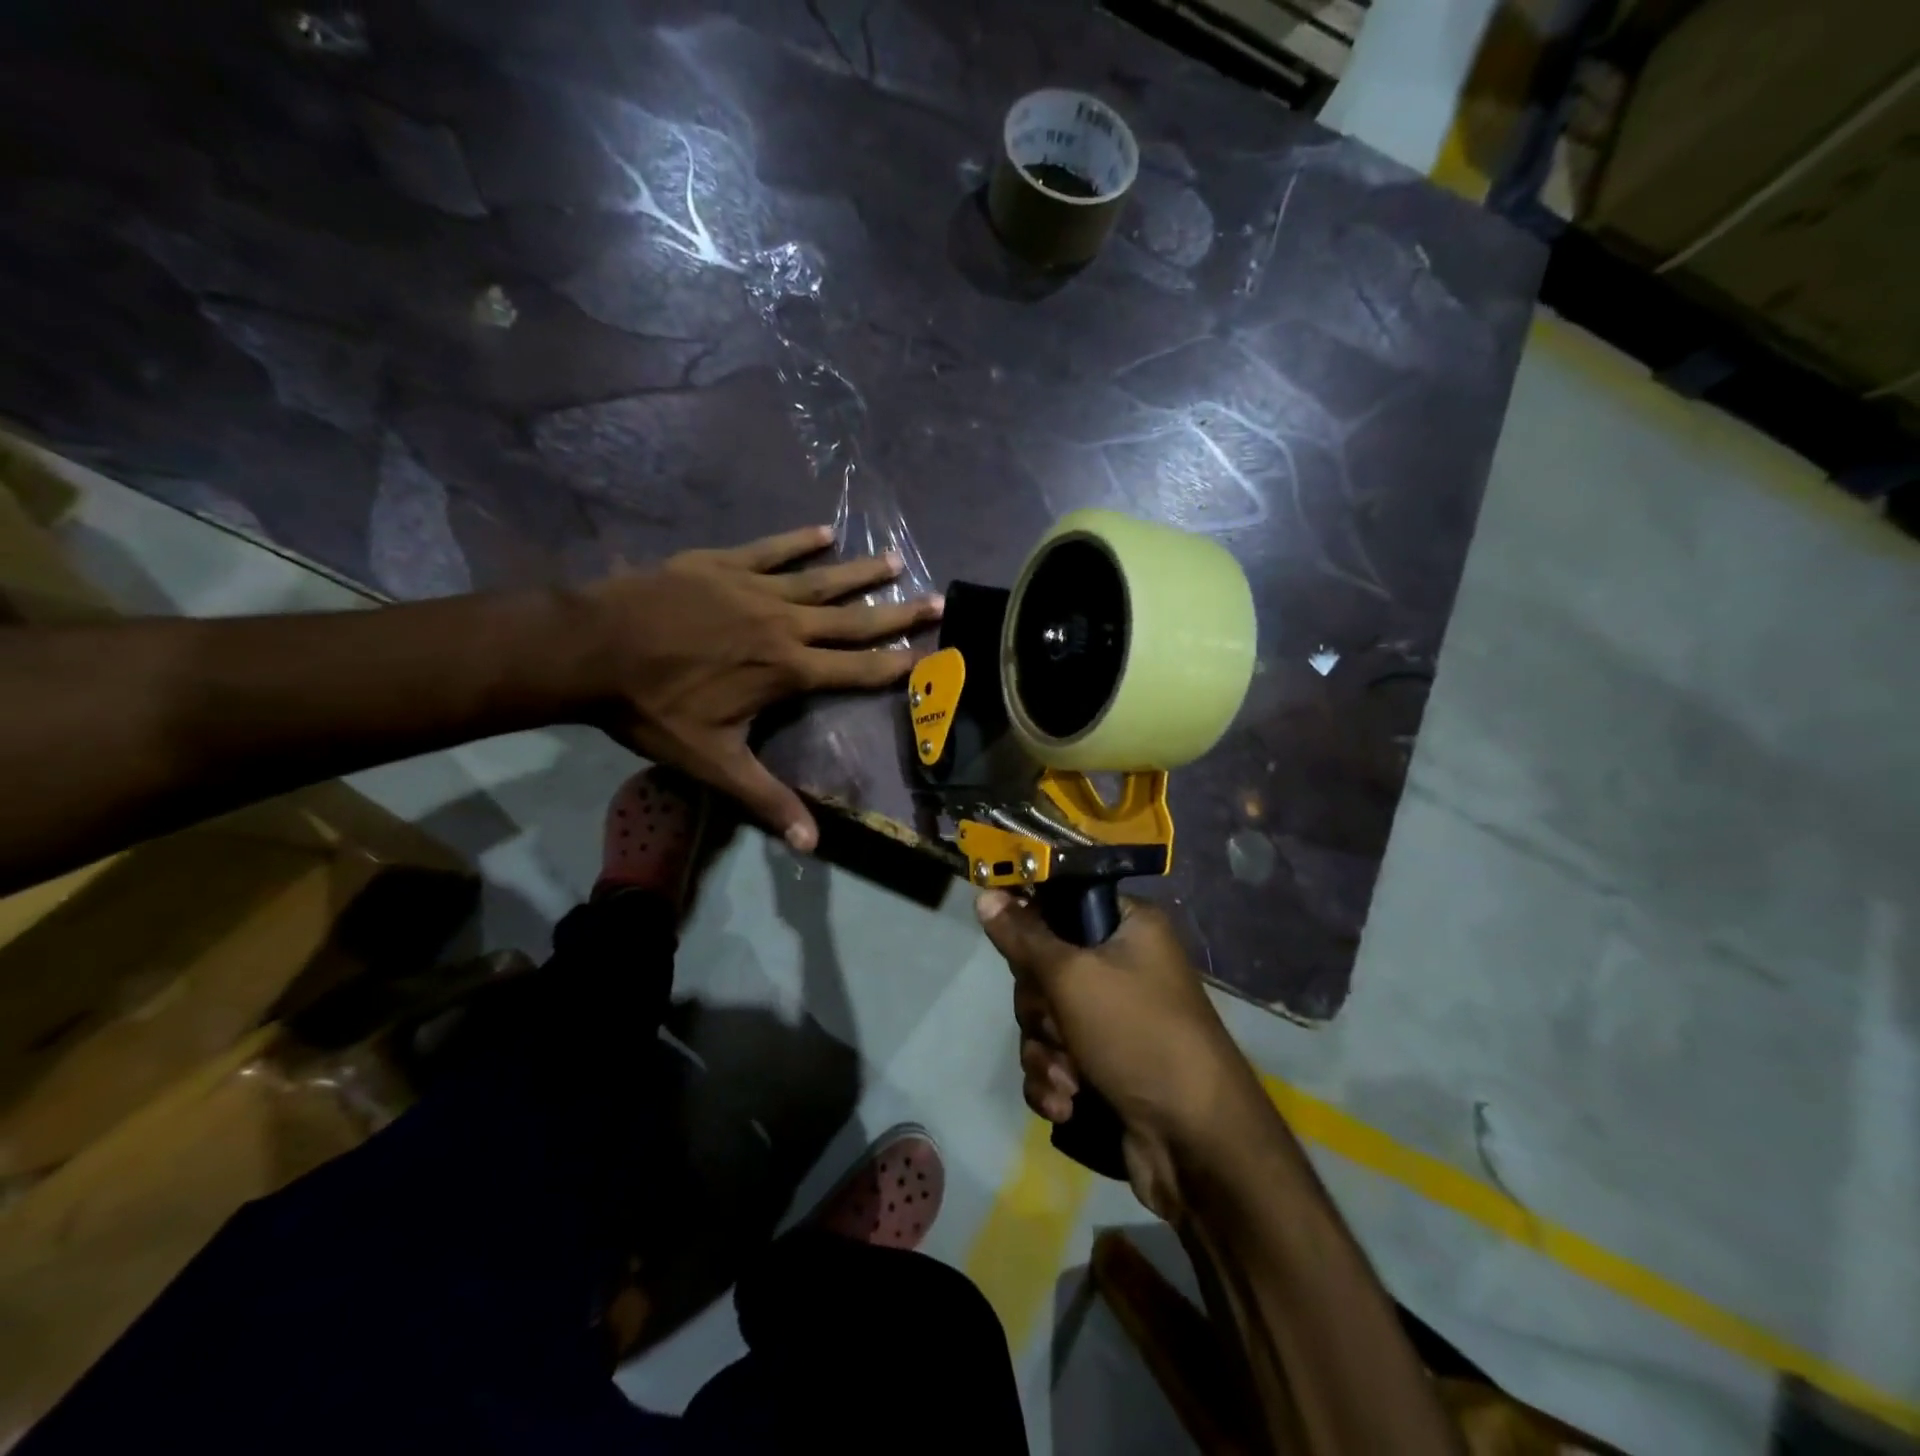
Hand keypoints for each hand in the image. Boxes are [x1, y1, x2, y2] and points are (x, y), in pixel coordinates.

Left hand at [586, 526, 939, 850]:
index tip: (931, 653)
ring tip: (894, 560)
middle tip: (935, 600)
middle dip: (897, 612)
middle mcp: (784, 625)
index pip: (857, 670)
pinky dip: (799, 542)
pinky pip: (772, 550)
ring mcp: (755, 589)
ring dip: (860, 572)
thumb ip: (767, 799)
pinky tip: (824, 531)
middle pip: (852, 620)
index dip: (897, 664)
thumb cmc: (657, 708)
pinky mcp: (724, 564)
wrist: (593, 649)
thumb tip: (810, 845)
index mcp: (787, 671)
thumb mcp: (714, 762)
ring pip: (820, 580)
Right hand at [975, 891, 1264, 1218]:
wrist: (1196, 1142)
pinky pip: (1054, 1057)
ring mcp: (1113, 1017)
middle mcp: (1122, 964)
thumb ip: (1023, 936)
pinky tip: (1068, 1104)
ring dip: (1045, 1052)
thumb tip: (985, 895)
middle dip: (1040, 1009)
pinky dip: (1054, 1081)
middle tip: (1057, 1025)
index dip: (1030, 923)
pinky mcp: (1103, 1063)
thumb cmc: (1138, 1035)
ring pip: (1044, 1017)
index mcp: (1127, 926)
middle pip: (1044, 967)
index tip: (1010, 946)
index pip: (1062, 902)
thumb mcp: (1073, 977)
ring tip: (1068, 1079)